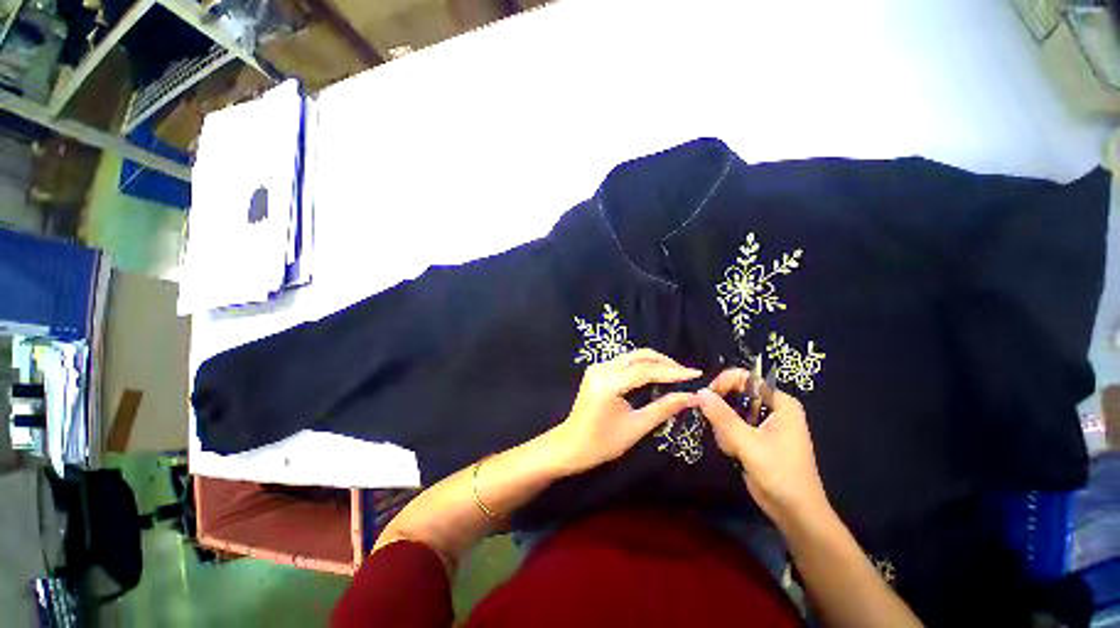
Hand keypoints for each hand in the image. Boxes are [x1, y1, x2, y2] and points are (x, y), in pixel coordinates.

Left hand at [550, 349, 700, 474]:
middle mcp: (601, 368)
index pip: (645, 370)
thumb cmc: (602, 443)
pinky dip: (642, 366)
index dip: (672, 371)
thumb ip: (664, 408)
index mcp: (608, 383)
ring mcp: (597, 367)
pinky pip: (624, 362)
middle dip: (664, 362)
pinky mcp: (597, 370)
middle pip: (638, 356)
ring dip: (654, 362)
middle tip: (685, 374)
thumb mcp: (636, 427)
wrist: (571, 445)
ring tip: (675, 375)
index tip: (695, 374)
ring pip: (631, 356)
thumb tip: (691, 397)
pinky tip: (655, 375)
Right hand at [697, 369, 830, 528]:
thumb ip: (723, 417)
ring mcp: (762, 423)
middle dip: (723, 412)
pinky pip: (730, 425)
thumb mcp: (749, 444)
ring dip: (724, 429)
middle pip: (734, 394)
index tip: (706, 397)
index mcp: (780, 403)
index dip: (724, 383)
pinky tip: (735, 453)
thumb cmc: (780, 474)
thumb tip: (699, 393)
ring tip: (734, 448)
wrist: (794, 512)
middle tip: (721, 429)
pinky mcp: (754, 436)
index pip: (746, 378)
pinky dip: (727, 437)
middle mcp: (772, 408)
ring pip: (729, 411)